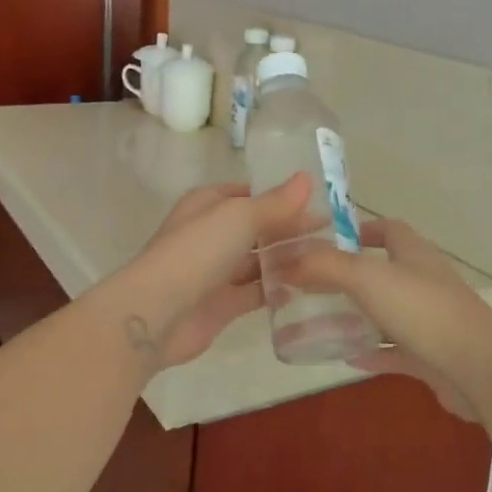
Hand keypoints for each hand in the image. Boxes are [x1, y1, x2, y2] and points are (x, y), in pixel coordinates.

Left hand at [115, 175, 312, 370]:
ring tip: (328, 258)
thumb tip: (307, 179)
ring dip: (287, 259)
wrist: (158, 313)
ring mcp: (216, 271)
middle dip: (290, 229)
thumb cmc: (198, 251)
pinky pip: (256, 292)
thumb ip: (276, 202)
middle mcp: (211, 234)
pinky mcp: (222, 304)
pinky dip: (278, 289)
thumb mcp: (240, 216)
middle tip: (334, 232)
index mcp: (208, 204)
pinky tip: (308, 288)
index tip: (319, 201)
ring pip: (258, 260)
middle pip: (257, 228)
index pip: (250, 194)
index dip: (282, 196)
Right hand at [281, 218, 491, 419]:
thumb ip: (326, 266)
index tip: (326, 243)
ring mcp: (430, 319)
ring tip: (317, 323)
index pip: (388, 229)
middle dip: (348, 278)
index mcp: (413, 253)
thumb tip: (287, 261)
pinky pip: (394, 350)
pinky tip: (344, 356)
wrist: (478, 367)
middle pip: (382, 272)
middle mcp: (423, 280)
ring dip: (356, 317)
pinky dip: (371, 351)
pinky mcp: (432, 354)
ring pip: (386, 313)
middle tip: (310, 288)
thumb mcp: (367, 278)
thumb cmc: (423, 309)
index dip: (359, 230)